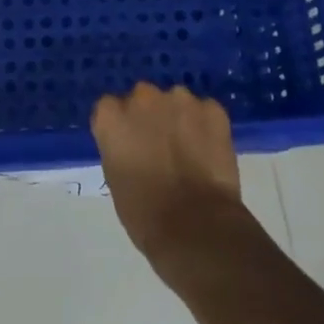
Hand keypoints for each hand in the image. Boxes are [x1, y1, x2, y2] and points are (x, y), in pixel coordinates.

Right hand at [91, 83, 242, 263]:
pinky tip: (210, 153)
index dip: (121, 128)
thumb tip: (134, 147)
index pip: (110, 109)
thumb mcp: (115, 179)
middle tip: (160, 147)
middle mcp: (142, 97)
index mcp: (110, 116)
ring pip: (176, 102)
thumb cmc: (144, 213)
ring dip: (179, 118)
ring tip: (189, 151)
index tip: (129, 146)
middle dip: (150, 117)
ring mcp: (180, 99)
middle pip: (143, 98)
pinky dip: (207, 127)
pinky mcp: (212, 109)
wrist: (196, 226)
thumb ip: (120, 149)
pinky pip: (206, 112)